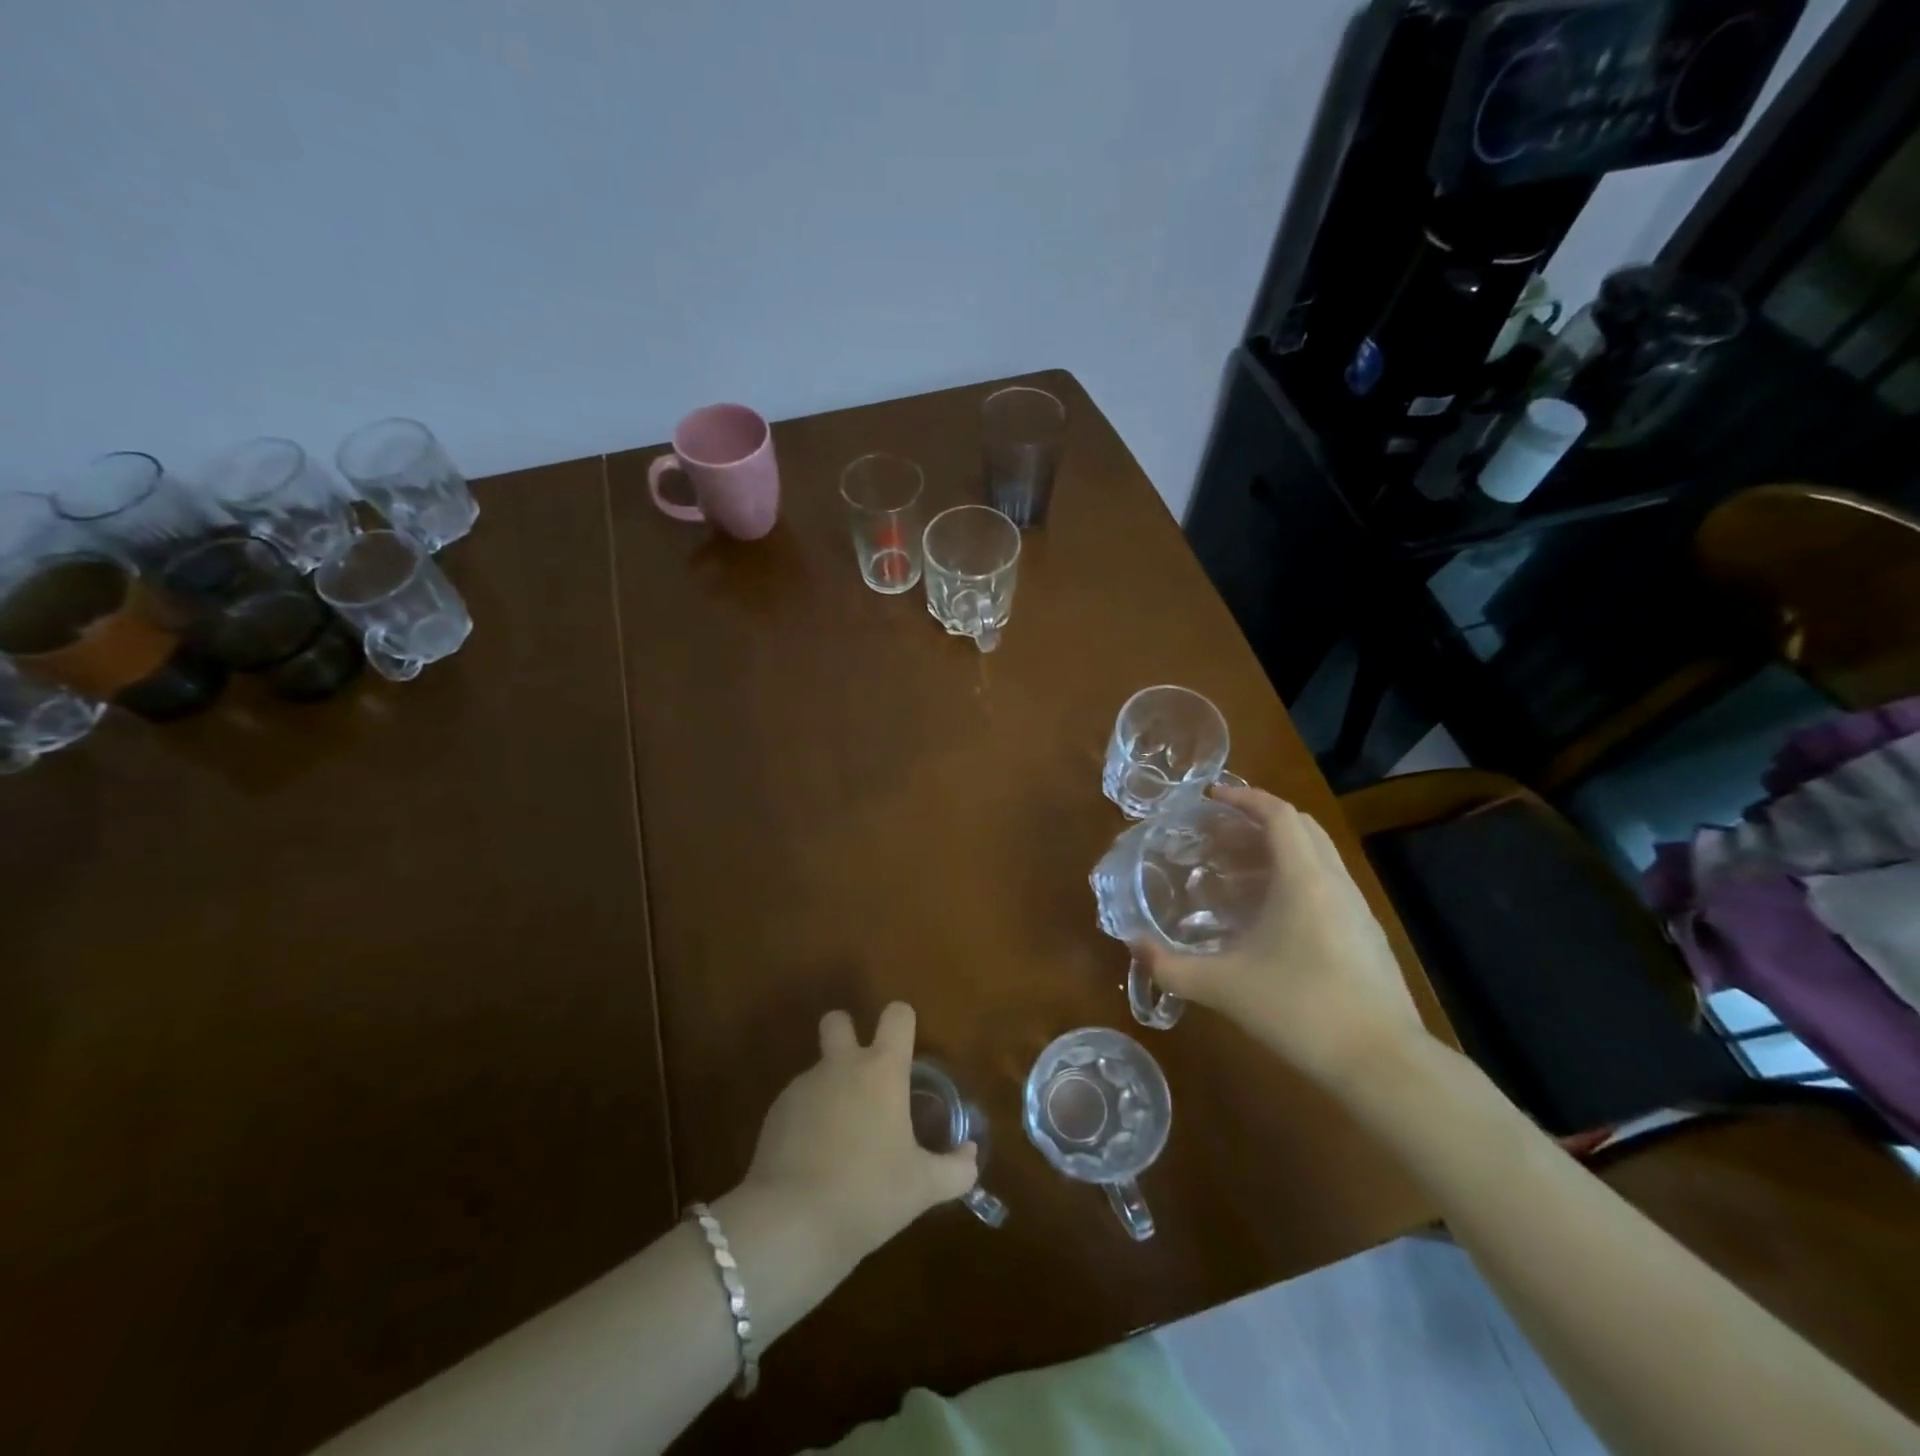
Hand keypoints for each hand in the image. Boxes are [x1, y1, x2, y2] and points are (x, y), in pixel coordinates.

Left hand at [738, 1002, 978, 1265]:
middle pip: (838, 1020)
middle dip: (847, 1033)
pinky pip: (798, 1104)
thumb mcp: (923, 1188)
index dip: (903, 1023)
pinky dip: (808, 1121)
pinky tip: (814, 1162)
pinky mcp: (775, 1114)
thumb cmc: (870, 1194)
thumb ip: (956, 1169)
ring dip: (831, 1090)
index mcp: (882, 1070)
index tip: (907, 1050)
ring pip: (819, 1069)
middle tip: (862, 1074)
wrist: (792, 1223)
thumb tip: (970, 1154)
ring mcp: (803, 1087)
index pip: (897, 1016)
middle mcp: (841, 1066)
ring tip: (842, 1142)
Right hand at [1135, 786, 1426, 1086]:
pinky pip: (1331, 884)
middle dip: (1262, 817)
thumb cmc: (1301, 1010)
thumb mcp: (1224, 988)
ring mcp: (1358, 909)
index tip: (1211, 797)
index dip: (1245, 797)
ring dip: (1283, 847)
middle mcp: (1335, 882)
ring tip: (1242, 867)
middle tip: (1222, 830)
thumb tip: (1134, 946)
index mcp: (1304, 879)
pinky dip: (1300, 876)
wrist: (1384, 1063)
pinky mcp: (1368, 936)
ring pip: (1321, 855)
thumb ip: (1171, 967)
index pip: (1278, 814)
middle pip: (1303, 826)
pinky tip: (1274, 913)